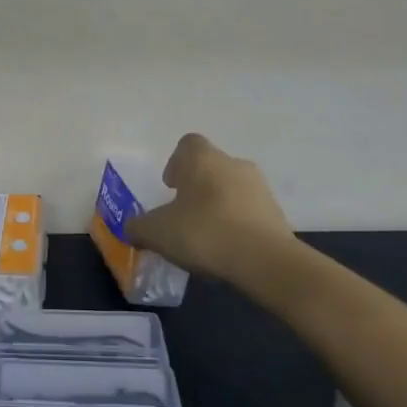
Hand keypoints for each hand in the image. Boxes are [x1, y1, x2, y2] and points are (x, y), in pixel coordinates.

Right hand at [126, 133, 295, 286]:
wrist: (265, 260)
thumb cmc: (204, 232)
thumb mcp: (157, 232)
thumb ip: (138, 227)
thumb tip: (129, 227)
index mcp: (202, 158)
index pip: (187, 145)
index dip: (175, 163)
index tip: (170, 187)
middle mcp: (232, 163)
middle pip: (210, 167)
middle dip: (197, 187)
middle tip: (184, 215)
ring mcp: (259, 187)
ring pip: (232, 189)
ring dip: (219, 205)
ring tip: (207, 236)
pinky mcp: (277, 213)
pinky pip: (250, 212)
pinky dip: (238, 224)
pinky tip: (229, 249)